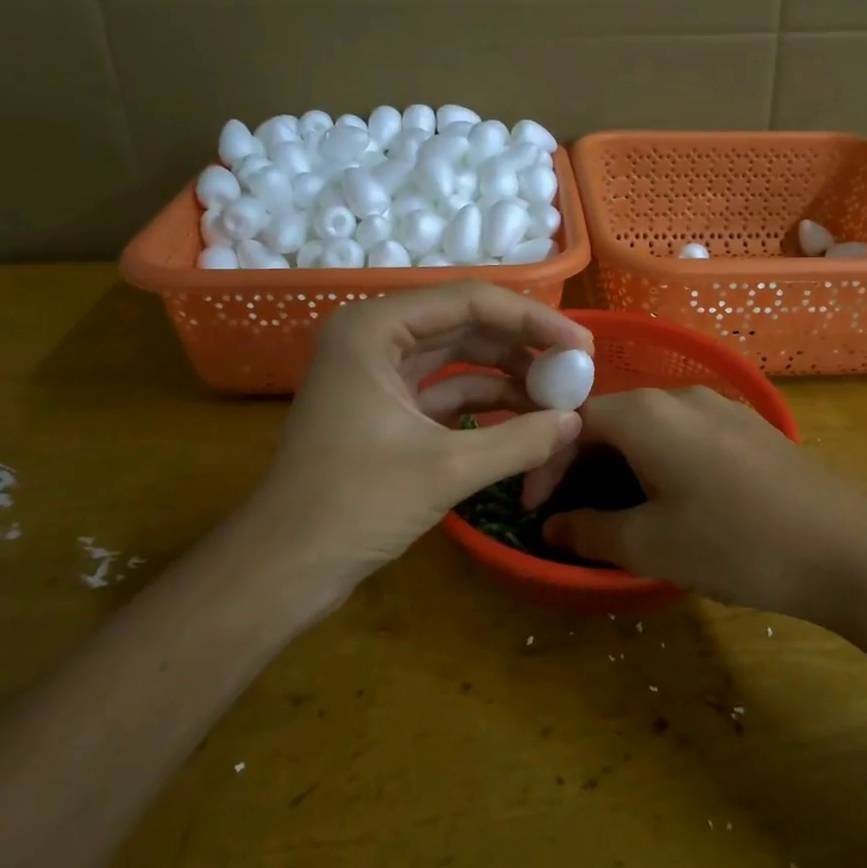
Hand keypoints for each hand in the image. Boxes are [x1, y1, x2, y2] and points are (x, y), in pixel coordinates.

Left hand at [245, 283, 589, 594]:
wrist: (284, 567)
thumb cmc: (353, 506)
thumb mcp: (445, 470)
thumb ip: (519, 440)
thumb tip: (576, 422)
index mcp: (375, 328)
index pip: (471, 301)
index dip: (534, 320)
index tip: (582, 345)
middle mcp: (375, 336)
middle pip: (467, 324)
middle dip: (524, 346)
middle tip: (577, 369)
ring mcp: (379, 372)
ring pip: (459, 357)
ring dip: (509, 374)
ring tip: (559, 396)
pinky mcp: (386, 407)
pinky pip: (446, 390)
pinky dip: (486, 402)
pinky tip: (527, 418)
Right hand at [533, 387, 866, 624]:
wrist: (848, 550)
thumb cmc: (735, 544)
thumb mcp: (650, 545)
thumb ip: (589, 530)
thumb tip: (552, 526)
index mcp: (646, 413)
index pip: (573, 422)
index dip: (546, 463)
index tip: (534, 509)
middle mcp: (680, 396)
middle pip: (611, 420)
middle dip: (580, 464)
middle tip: (567, 512)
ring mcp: (721, 408)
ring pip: (649, 429)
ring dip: (619, 465)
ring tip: (614, 510)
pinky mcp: (750, 429)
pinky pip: (684, 436)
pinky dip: (658, 463)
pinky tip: (669, 500)